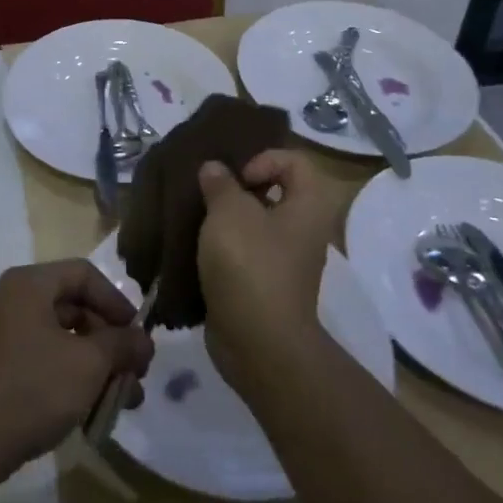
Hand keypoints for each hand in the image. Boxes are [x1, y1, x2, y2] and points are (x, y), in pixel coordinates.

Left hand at [0, 260, 154, 484]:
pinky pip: (43, 361)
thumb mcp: (88, 364)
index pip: (84, 274)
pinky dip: (71, 378)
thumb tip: (143, 340)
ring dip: (96, 365)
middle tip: (136, 374)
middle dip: (110, 341)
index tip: (138, 336)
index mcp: (30, 284)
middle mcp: (12, 301)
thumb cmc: (31, 388)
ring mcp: (1, 335)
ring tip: (124, 400)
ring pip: (61, 339)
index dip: (117, 302)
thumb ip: (121, 345)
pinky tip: (92, 409)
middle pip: (74, 307)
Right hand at [196, 149, 342, 394]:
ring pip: (255, 224)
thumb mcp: (230, 212)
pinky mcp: (263, 285)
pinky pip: (243, 253)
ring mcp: (284, 261)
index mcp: (308, 207)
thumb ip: (221, 184)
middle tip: (207, 192)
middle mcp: (302, 231)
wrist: (258, 343)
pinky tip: (194, 248)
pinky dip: (221, 248)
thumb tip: (215, 169)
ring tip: (195, 217)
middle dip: (237, 188)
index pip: (296, 162)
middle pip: (274, 192)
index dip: (264, 159)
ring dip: (225, 219)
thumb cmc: (250, 265)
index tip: (237, 178)